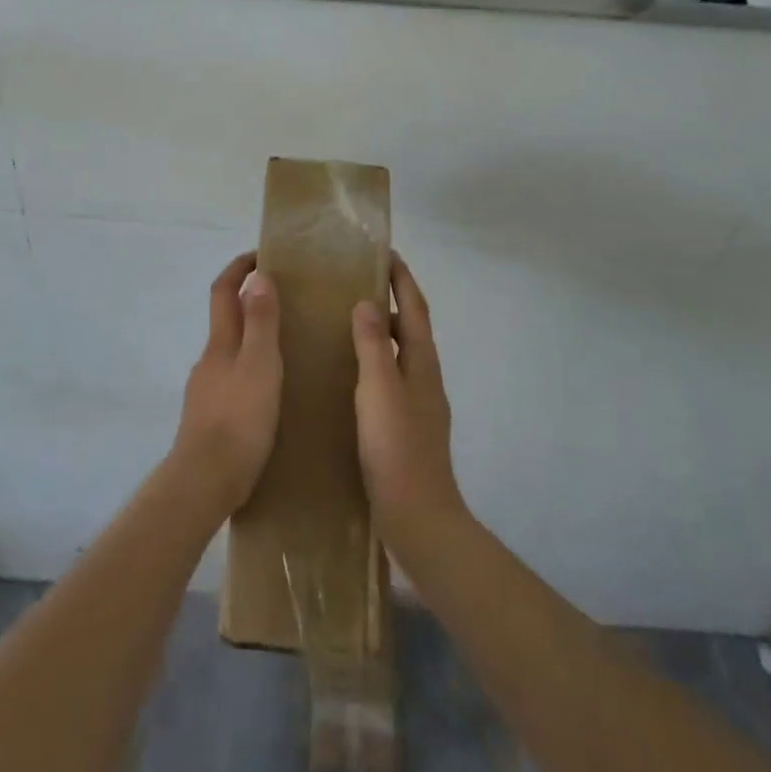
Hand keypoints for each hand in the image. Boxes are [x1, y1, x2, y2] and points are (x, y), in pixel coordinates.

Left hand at [170, 252, 282, 516]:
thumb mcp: (260, 365)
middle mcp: (209, 360)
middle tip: (286, 302)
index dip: (238, 268)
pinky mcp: (210, 419)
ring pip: (230, 353)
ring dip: (252, 340)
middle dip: (249, 303)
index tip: (260, 254)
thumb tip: (258, 277)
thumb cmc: (239, 419)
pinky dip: (250, 372)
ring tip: (286, 348)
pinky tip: (270, 392)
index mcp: (221, 343)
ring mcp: (206, 391)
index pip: (223, 291)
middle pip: (226, 320)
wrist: (204, 482)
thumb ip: (261, 322)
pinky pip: (232, 381)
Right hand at [353, 255, 464, 544]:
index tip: (387, 254)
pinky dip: (374, 364)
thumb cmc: (397, 448)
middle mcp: (424, 379)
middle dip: (392, 302)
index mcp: (422, 365)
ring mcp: (417, 406)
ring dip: (382, 334)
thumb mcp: (380, 390)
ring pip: (400, 356)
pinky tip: (348, 377)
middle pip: (412, 330)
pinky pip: (389, 380)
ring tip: (346, 324)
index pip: (416, 309)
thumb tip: (367, 303)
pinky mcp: (404, 428)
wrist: (417, 518)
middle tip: (356, 285)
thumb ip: (374, 346)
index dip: (403, 280)